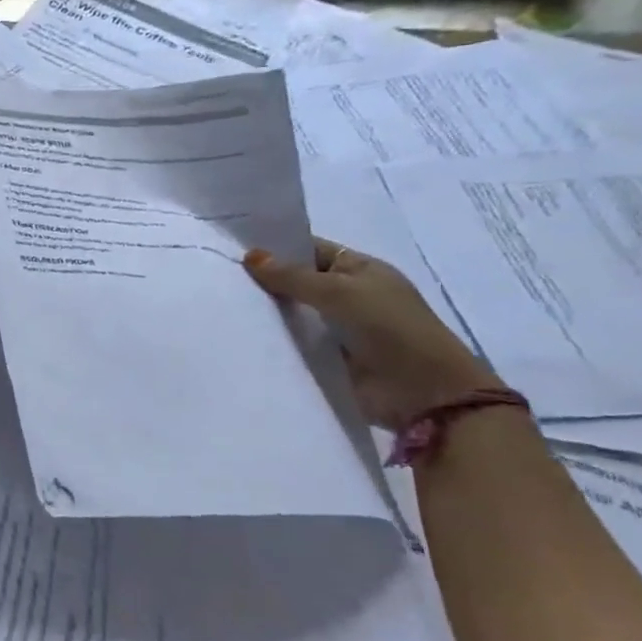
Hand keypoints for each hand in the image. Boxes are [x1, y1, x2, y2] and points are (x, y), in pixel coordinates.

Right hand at [244, 239, 504, 430]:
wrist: (422, 393)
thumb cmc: (388, 327)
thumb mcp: (339, 291)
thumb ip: (292, 276)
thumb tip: (250, 256)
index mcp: (360, 269)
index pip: (310, 250)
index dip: (277, 247)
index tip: (233, 248)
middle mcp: (349, 294)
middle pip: (298, 281)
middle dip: (265, 280)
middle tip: (219, 277)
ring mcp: (338, 327)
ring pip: (293, 312)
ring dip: (266, 311)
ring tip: (223, 304)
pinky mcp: (327, 357)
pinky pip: (294, 341)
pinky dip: (273, 338)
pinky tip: (241, 333)